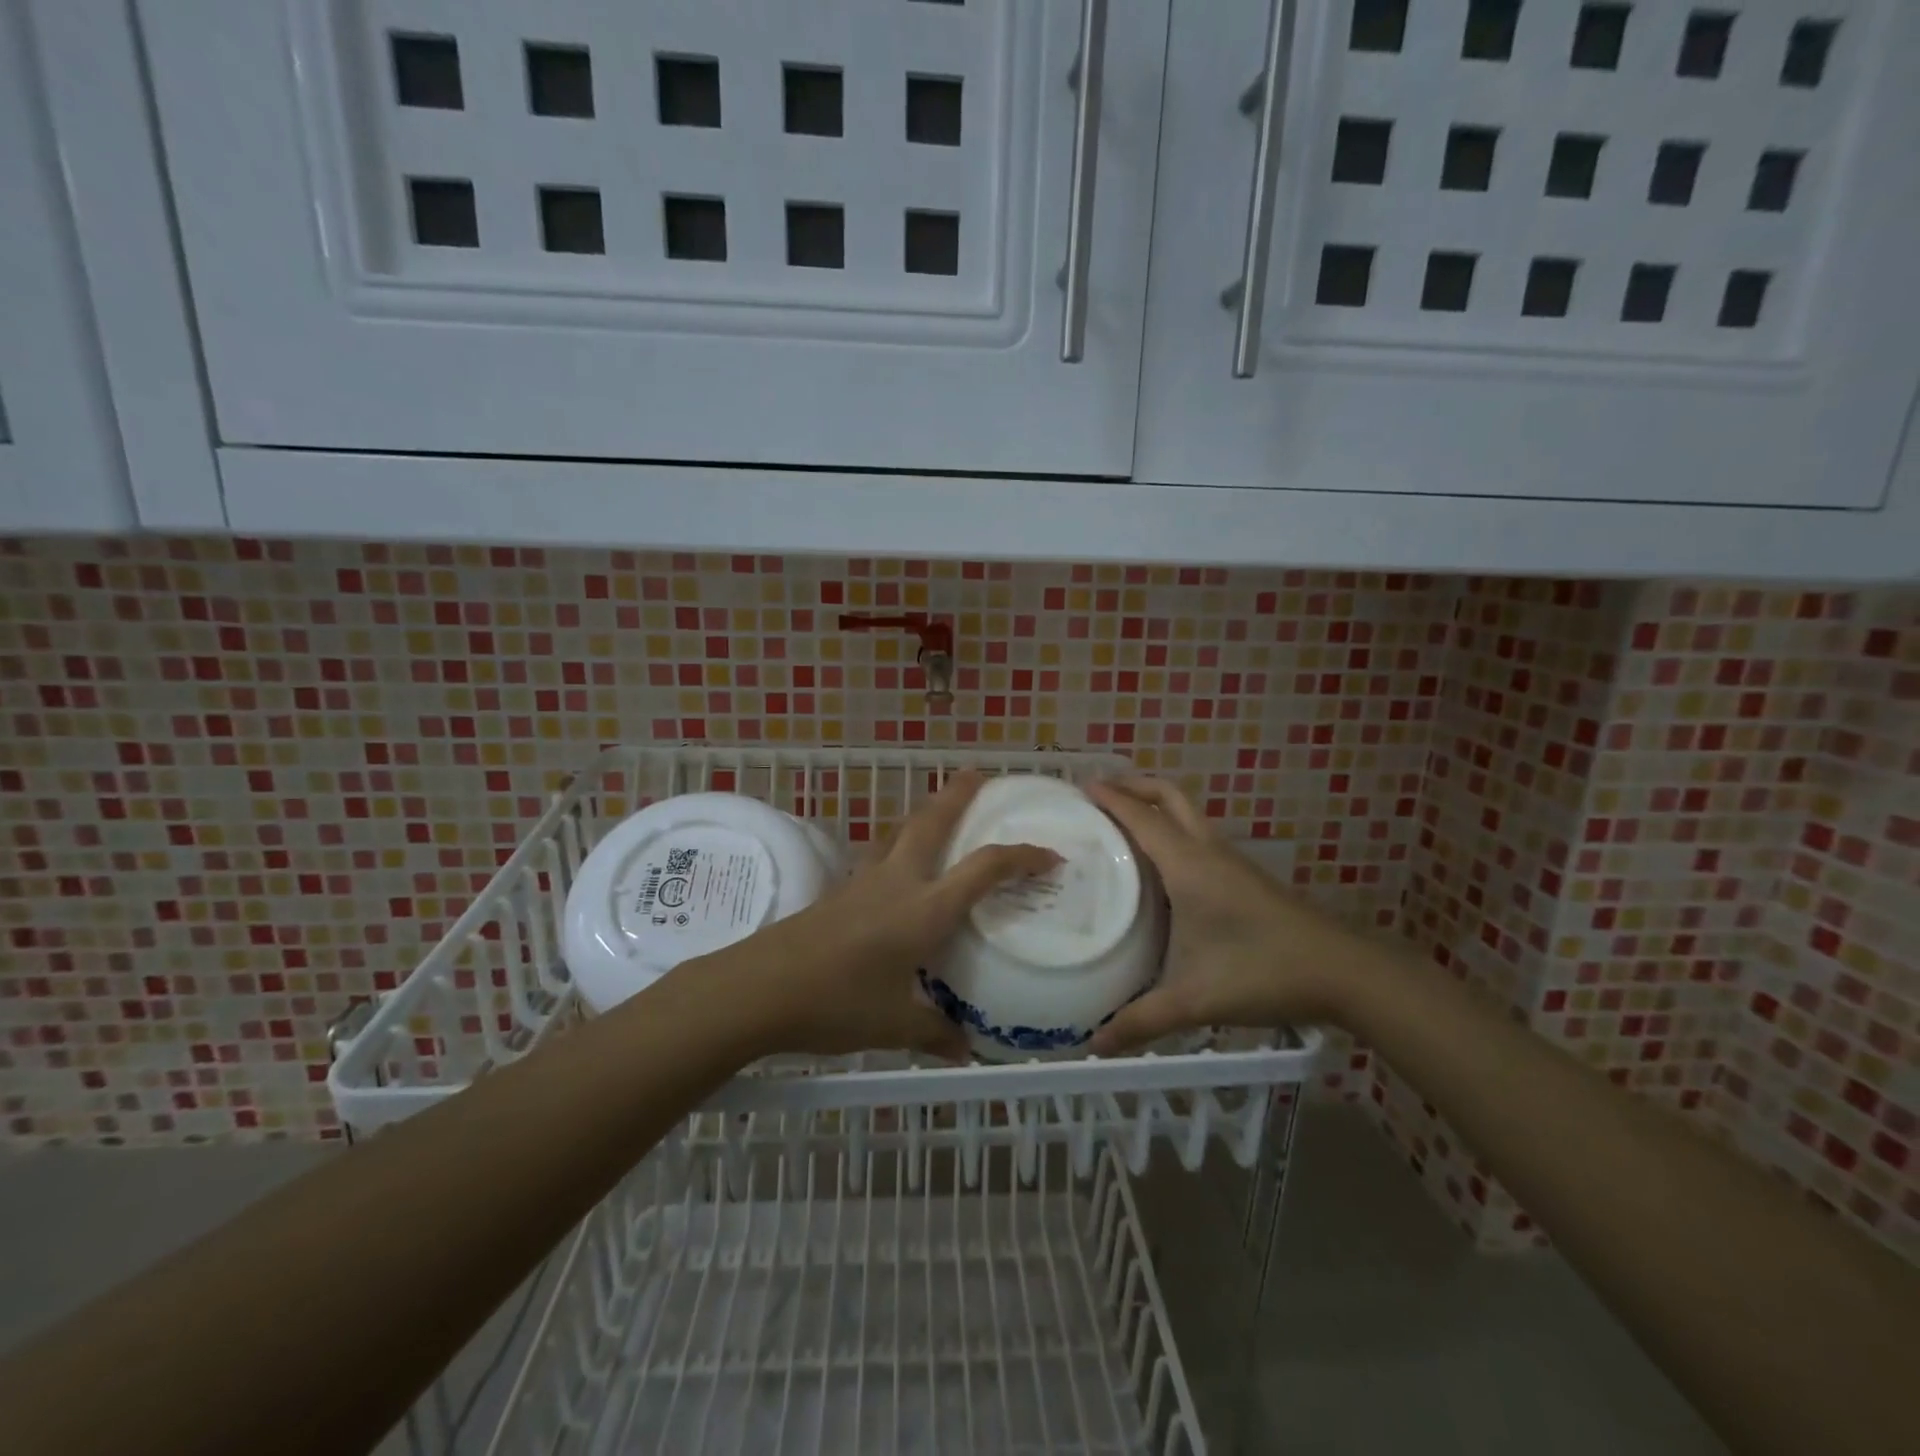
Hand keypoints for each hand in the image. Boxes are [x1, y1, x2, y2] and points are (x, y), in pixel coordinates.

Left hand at [720, 771, 1056, 1060]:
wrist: (759, 987)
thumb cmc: (835, 1003)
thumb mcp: (893, 1025)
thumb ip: (934, 1033)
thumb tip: (966, 1050)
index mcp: (924, 909)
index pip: (983, 868)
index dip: (1020, 856)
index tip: (1049, 855)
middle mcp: (898, 882)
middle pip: (932, 821)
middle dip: (958, 795)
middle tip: (979, 775)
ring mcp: (864, 881)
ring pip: (901, 831)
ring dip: (925, 814)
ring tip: (940, 812)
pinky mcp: (839, 890)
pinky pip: (879, 854)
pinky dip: (898, 845)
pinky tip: (896, 867)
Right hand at [1086, 776, 1360, 1054]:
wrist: (1344, 972)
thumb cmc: (1263, 971)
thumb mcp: (1195, 999)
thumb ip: (1142, 1021)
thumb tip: (1092, 1047)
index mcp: (1188, 864)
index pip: (1141, 817)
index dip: (1110, 797)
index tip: (1079, 786)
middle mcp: (1207, 851)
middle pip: (1168, 796)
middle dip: (1133, 786)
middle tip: (1099, 795)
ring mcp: (1230, 861)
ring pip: (1186, 814)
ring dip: (1154, 807)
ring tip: (1120, 826)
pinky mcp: (1243, 876)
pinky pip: (1197, 836)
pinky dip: (1171, 831)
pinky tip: (1160, 866)